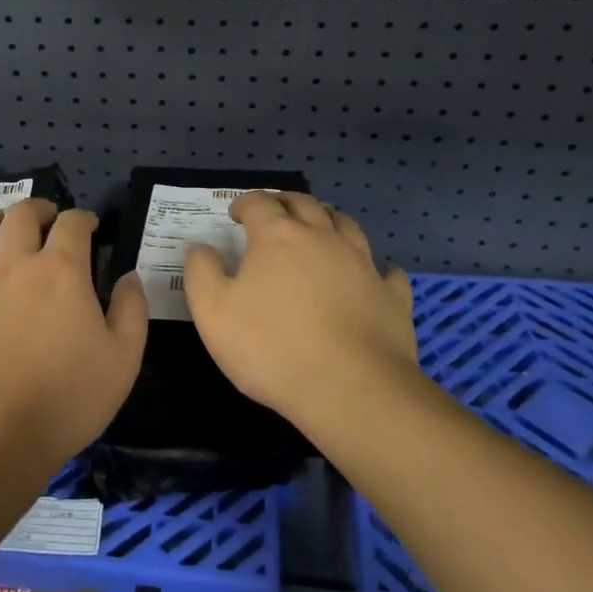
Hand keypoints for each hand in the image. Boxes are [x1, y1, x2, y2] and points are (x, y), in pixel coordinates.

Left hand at [0, 199, 146, 474]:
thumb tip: (129, 276)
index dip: (83, 218)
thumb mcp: (123, 358)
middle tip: (45, 215)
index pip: (73, 224)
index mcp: (60, 271)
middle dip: (36, 208)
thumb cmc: (67, 399)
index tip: (90, 225)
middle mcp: (12, 267)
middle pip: (20, 217)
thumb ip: (131, 310)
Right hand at [183, 193, 416, 428]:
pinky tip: (372, 274)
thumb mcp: (212, 312)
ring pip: (346, 225)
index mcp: (278, 237)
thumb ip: (201, 272)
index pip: (260, 203)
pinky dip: (375, 266)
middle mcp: (323, 238)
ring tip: (319, 228)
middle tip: (274, 211)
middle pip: (304, 204)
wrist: (350, 389)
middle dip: (285, 202)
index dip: (245, 203)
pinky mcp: (391, 295)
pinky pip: (386, 271)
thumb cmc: (271, 347)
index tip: (235, 214)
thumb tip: (201, 247)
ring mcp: (363, 264)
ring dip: (328, 220)